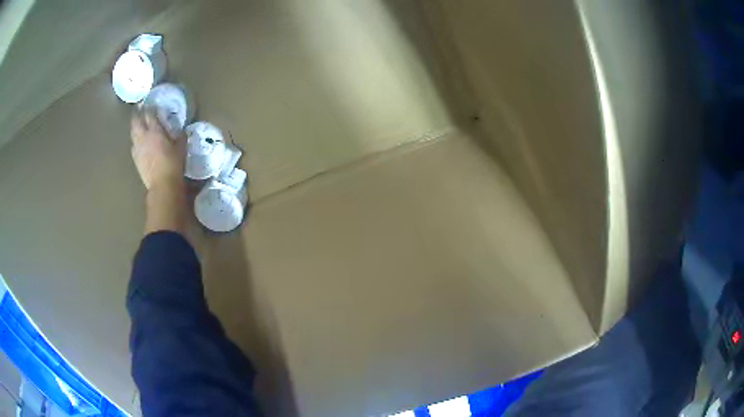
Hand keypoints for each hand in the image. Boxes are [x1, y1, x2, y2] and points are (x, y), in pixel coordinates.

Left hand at [130, 110, 185, 190]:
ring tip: (137, 123)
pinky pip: (133, 145)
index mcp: (155, 131)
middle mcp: (144, 137)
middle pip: (136, 121)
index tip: (150, 103)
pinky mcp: (135, 159)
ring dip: (134, 126)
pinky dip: (135, 140)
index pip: (150, 114)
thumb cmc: (174, 164)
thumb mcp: (181, 147)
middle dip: (137, 113)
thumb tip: (180, 130)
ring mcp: (138, 148)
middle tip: (139, 108)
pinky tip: (137, 141)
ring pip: (132, 132)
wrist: (162, 184)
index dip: (150, 107)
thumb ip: (179, 135)